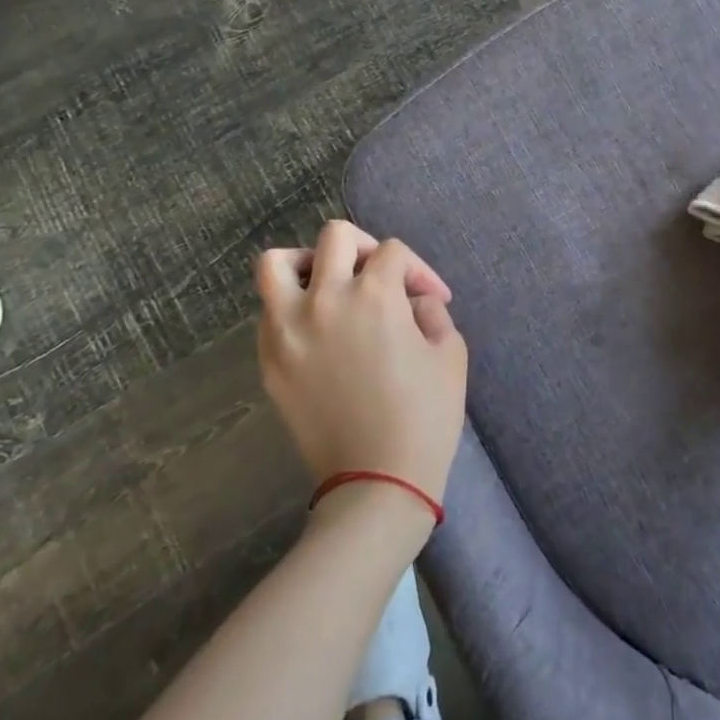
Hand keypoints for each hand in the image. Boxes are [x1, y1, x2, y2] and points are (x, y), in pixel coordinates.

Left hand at [255, 221, 468, 513]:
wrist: (377, 482)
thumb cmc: (425, 416)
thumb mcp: (450, 353)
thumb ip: (432, 311)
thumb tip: (412, 300)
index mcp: (374, 295)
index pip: (392, 252)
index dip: (419, 270)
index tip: (431, 299)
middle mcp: (325, 300)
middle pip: (334, 236)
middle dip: (364, 248)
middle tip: (380, 278)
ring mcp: (288, 330)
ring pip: (276, 263)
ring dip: (306, 264)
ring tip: (328, 286)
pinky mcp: (270, 361)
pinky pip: (269, 312)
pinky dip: (291, 307)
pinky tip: (317, 331)